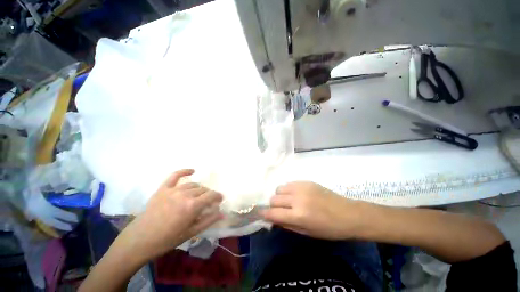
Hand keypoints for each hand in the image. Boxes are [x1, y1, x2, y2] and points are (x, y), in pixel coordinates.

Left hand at [121, 169, 223, 259]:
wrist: (140, 240)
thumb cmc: (167, 239)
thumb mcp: (191, 233)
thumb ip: (208, 221)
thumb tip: (222, 213)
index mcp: (193, 206)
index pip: (211, 195)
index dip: (218, 196)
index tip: (220, 199)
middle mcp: (185, 194)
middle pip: (203, 189)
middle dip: (208, 195)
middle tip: (208, 202)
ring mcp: (173, 190)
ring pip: (193, 184)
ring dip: (199, 189)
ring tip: (199, 195)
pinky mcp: (163, 189)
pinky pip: (175, 176)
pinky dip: (184, 171)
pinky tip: (192, 171)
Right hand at [260, 181, 359, 239]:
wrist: (348, 213)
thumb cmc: (329, 229)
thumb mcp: (307, 233)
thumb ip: (287, 225)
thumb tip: (273, 219)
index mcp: (298, 215)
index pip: (273, 213)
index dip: (263, 213)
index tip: (259, 213)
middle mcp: (297, 199)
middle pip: (274, 198)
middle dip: (272, 206)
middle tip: (279, 210)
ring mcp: (301, 187)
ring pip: (279, 188)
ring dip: (280, 196)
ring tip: (288, 201)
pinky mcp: (306, 181)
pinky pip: (289, 184)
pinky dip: (288, 190)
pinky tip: (295, 195)